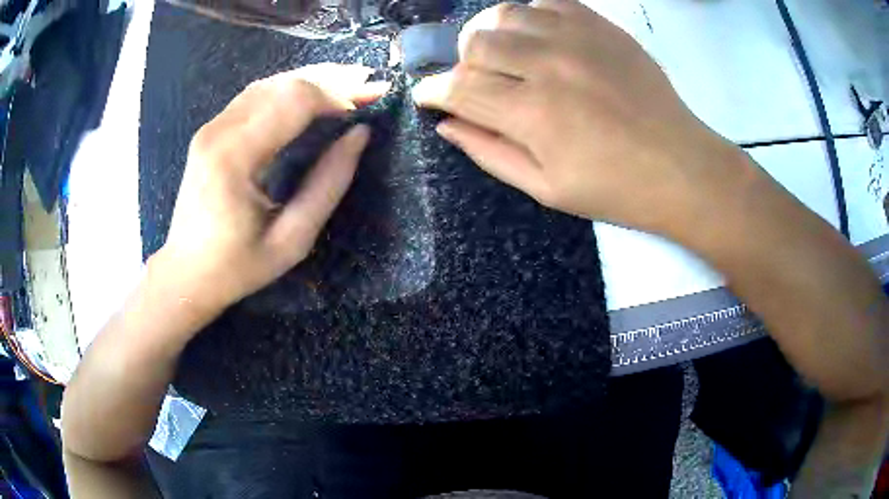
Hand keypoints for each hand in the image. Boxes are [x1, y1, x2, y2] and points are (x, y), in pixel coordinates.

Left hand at [154, 64, 388, 312]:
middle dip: (332, 80)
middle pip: (283, 84)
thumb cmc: (238, 267)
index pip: (294, 101)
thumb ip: (328, 184)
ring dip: (313, 80)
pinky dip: (289, 89)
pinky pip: (255, 95)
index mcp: (234, 158)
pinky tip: (313, 95)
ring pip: (270, 83)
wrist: (186, 273)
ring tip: (350, 84)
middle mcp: (218, 131)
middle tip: (370, 86)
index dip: (339, 95)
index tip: (372, 103)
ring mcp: (211, 127)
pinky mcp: (211, 130)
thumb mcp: (292, 240)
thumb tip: (360, 135)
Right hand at [412, 0, 747, 238]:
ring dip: (491, 34)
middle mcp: (549, 66)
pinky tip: (538, 38)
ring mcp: (577, 39)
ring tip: (504, 56)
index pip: (459, 88)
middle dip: (462, 64)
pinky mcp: (601, 26)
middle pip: (475, 44)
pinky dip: (530, 16)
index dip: (432, 91)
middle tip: (476, 83)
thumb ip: (489, 152)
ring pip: (505, 14)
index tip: (427, 96)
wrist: (679, 166)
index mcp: (533, 115)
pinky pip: (547, 2)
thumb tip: (446, 125)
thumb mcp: (545, 188)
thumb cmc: (615, 188)